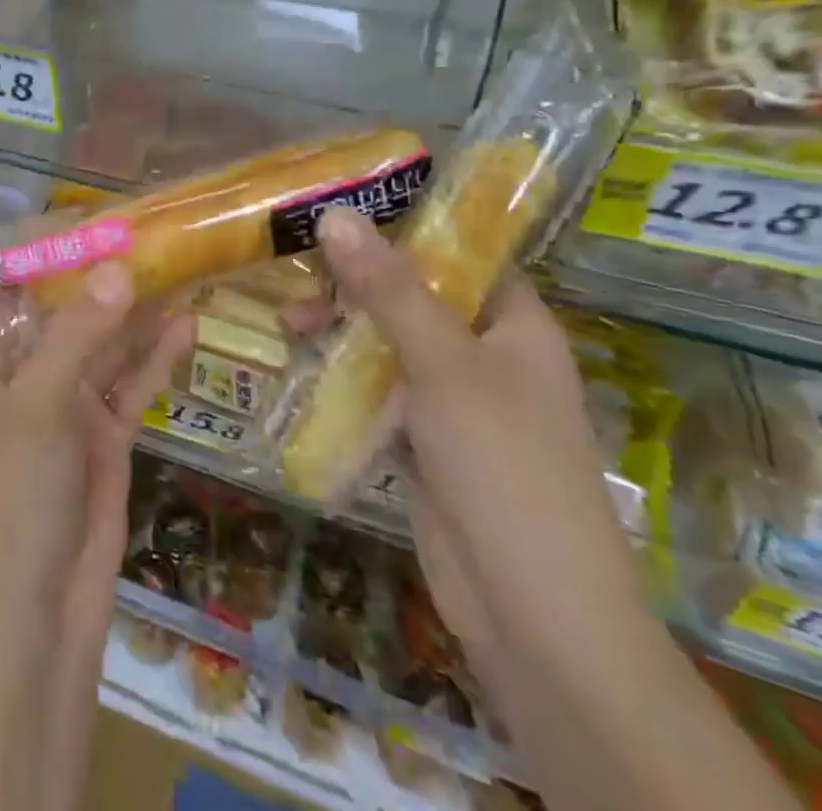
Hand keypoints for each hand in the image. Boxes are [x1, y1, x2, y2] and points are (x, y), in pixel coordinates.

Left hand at [0, 262, 192, 632]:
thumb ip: (77, 335)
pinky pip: (132, 385)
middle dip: (100, 278)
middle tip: (147, 231)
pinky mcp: (106, 438)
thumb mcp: (37, 406)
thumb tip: (118, 268)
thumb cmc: (13, 499)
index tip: (77, 216)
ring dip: (136, 312)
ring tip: (176, 265)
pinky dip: (156, 357)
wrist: (37, 618)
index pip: (5, 293)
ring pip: (105, 346)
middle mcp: (27, 379)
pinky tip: (187, 323)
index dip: (34, 256)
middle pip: (65, 314)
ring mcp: (69, 408)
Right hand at [314, 208, 656, 674]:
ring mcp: (455, 401)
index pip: (461, 254)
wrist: (533, 615)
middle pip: (416, 296)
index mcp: (514, 325)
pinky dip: (343, 376)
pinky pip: (379, 391)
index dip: (408, 226)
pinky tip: (302, 364)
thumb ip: (388, 288)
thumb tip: (334, 214)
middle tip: (297, 270)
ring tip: (289, 323)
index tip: (342, 207)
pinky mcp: (425, 442)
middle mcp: (486, 355)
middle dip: (356, 282)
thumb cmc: (504, 466)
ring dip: (342, 330)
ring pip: (390, 344)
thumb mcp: (443, 363)